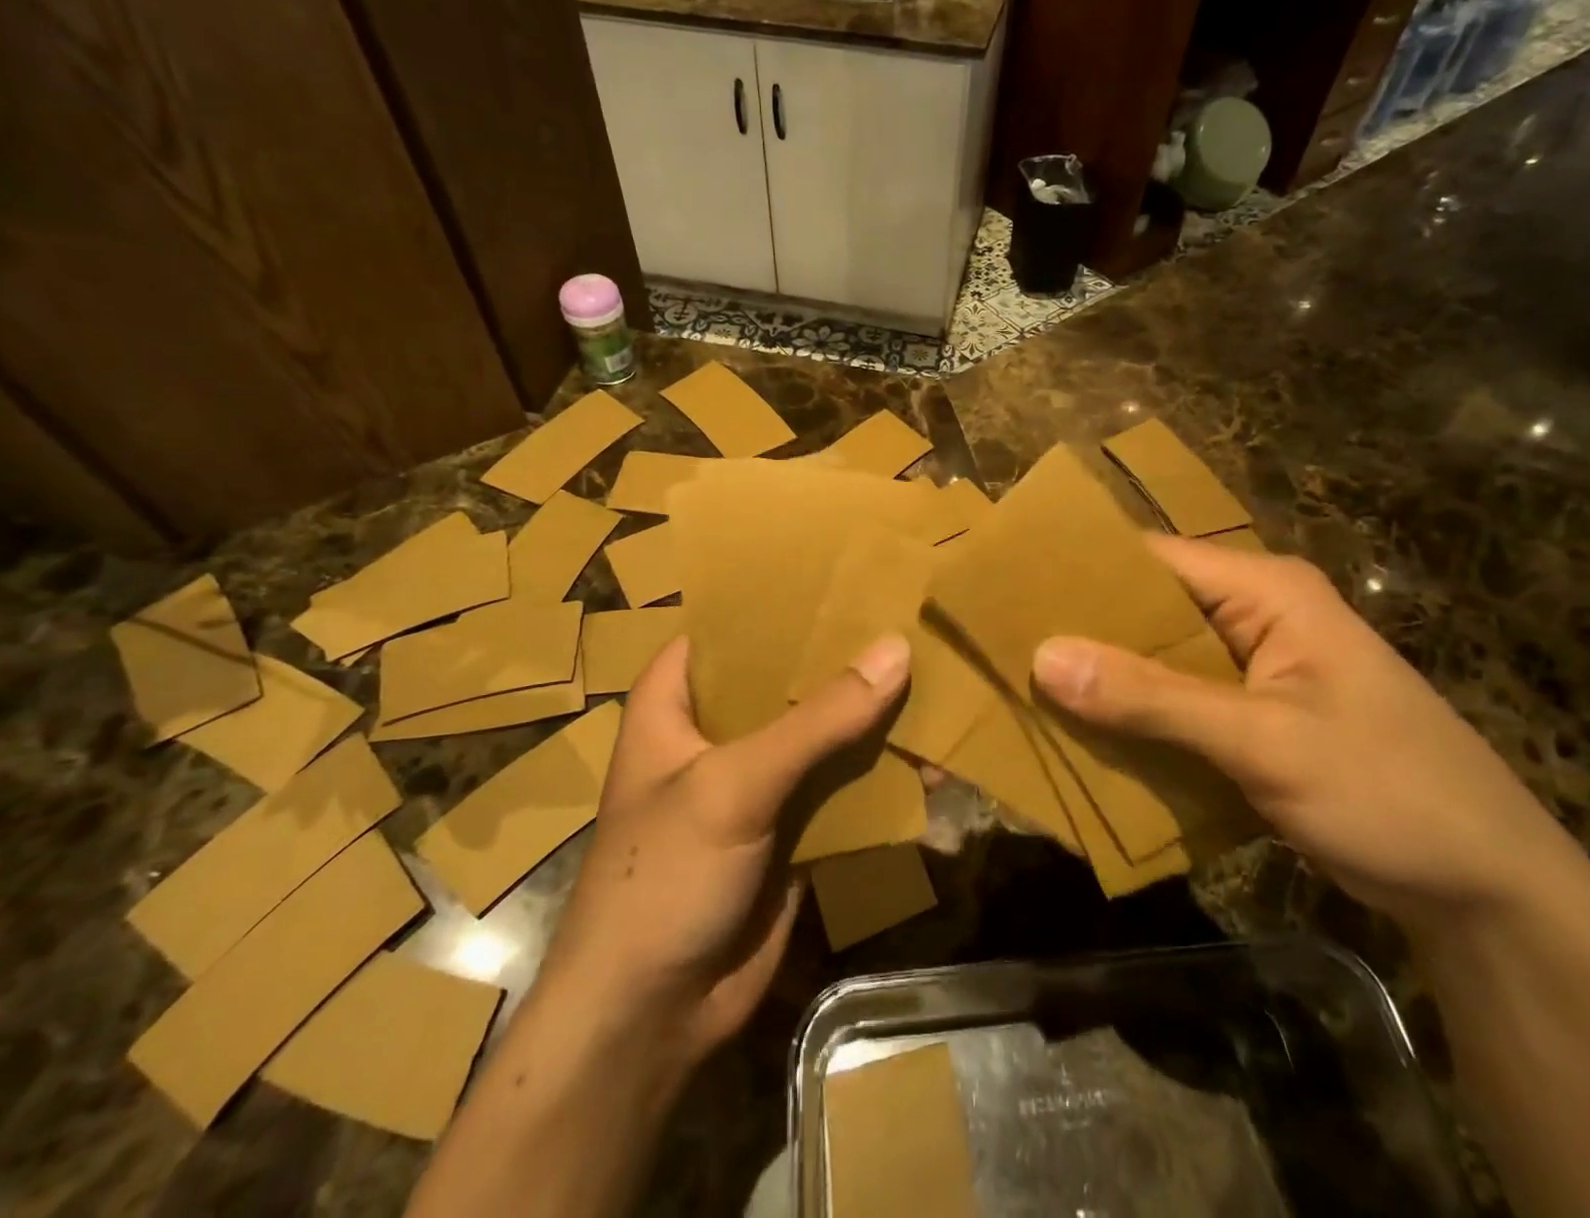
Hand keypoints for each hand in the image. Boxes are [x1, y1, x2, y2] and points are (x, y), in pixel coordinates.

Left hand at [542, 633, 911, 1068]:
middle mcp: (717, 730)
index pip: (732, 627)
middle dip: (844, 656)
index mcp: (677, 700)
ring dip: (872, 714)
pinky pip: (841, 783)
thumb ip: (818, 720)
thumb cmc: (664, 876)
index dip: (784, 599)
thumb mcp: (734, 784)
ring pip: (822, 730)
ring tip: (936, 675)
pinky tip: (931, 757)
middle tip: (910, 615)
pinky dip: (880, 772)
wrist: (652, 1017)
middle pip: (788, 676)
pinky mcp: (790, 825)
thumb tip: (896, 650)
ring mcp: (757, 780)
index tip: (849, 572)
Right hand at [1032, 537, 1589, 928]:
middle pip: (1147, 608)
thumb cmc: (1390, 792)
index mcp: (1265, 590)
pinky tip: (1084, 735)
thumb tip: (1045, 657)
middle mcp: (1254, 614)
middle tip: (1002, 646)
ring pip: (1156, 658)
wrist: (1491, 891)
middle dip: (1082, 630)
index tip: (1007, 590)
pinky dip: (1134, 716)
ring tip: (1024, 688)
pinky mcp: (1252, 715)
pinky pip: (1174, 701)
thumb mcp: (1265, 742)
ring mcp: (1253, 667)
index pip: (1151, 557)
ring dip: (1103, 678)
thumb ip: (1154, 698)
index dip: (1079, 571)